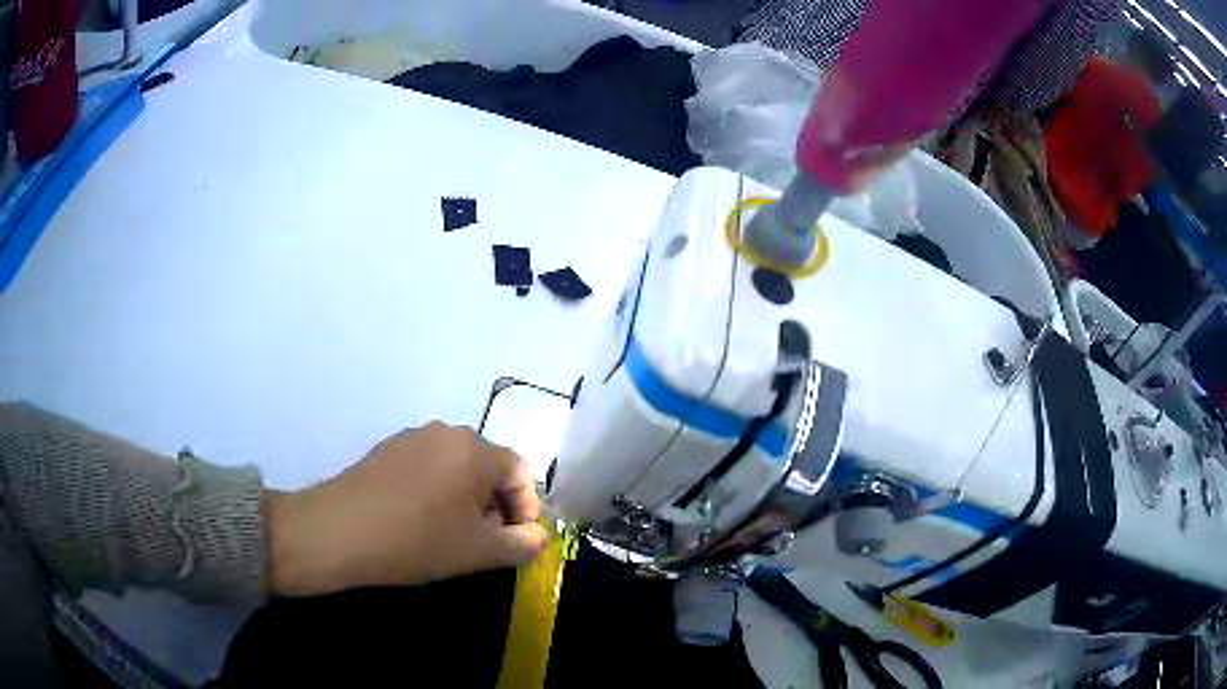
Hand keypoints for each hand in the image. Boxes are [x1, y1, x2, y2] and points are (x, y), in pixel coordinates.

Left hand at [267, 422, 548, 595]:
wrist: (337, 532)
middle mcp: (445, 432)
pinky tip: (419, 524)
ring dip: (466, 502)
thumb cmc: (416, 540)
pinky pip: (427, 470)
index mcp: (474, 448)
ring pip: (456, 469)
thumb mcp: (478, 551)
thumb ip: (521, 544)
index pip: (521, 473)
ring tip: (452, 537)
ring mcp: (411, 438)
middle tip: (485, 544)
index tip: (516, 544)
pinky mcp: (386, 451)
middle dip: (497, 507)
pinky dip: (437, 495)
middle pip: (488, 468)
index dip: (527, 511)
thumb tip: (539, 537)